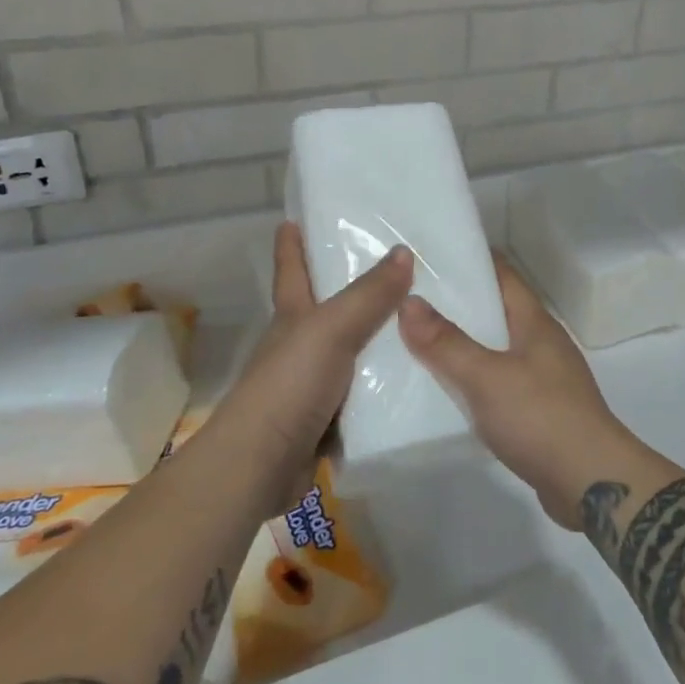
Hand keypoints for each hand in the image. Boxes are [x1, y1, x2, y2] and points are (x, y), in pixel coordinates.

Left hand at [212, 222, 413, 507]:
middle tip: (397, 265)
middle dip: (353, 287)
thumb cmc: (289, 384)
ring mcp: (314, 383)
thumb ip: (368, 294)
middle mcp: (301, 344)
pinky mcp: (329, 419)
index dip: (292, 243)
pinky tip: (418, 376)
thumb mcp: (331, 329)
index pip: (291, 269)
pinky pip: (365, 392)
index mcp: (293, 316)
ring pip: (353, 351)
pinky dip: (386, 383)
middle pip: (328, 307)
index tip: (294, 219)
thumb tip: (403, 250)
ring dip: (379, 339)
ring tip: (423, 320)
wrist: (261, 465)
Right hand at [399, 255, 640, 529]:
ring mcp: (543, 378)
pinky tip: (444, 390)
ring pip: (495, 348)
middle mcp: (541, 343)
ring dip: (462, 343)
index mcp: (535, 322)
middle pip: (496, 310)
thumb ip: (447, 343)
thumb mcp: (487, 377)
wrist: (593, 484)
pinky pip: (498, 383)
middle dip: (457, 302)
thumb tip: (408, 301)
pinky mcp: (539, 411)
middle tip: (408, 296)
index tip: (429, 252)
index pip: (502, 273)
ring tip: (415, 340)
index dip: (470, 259)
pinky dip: (473, 380)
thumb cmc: (541, 418)